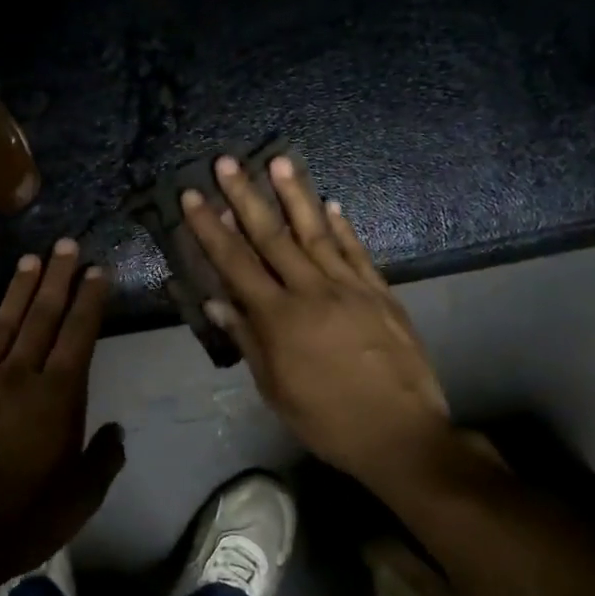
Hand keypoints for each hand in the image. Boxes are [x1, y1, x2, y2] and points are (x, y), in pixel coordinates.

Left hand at [0, 239, 124, 585]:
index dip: (89, 300)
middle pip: (42, 316)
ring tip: (30, 260)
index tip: (96, 270)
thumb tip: (115, 432)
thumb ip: (103, 460)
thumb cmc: (21, 518)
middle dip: (57, 278)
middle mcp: (20, 376)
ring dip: (19, 291)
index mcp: (58, 396)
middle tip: (66, 244)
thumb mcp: (80, 499)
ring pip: (5, 325)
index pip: (79, 334)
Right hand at [182, 155, 452, 492]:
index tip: (192, 196)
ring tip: (280, 161)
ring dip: (296, 195)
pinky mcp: (380, 293)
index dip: (210, 228)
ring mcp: (350, 288)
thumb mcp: (275, 389)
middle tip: (227, 162)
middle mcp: (312, 291)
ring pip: (316, 233)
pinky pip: (356, 252)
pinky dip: (342, 227)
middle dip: (245, 196)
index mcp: (279, 318)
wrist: (402, 434)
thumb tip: (216, 300)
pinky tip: (332, 204)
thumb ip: (247, 339)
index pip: (235, 263)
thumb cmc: (327, 420)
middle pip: (272, 236)